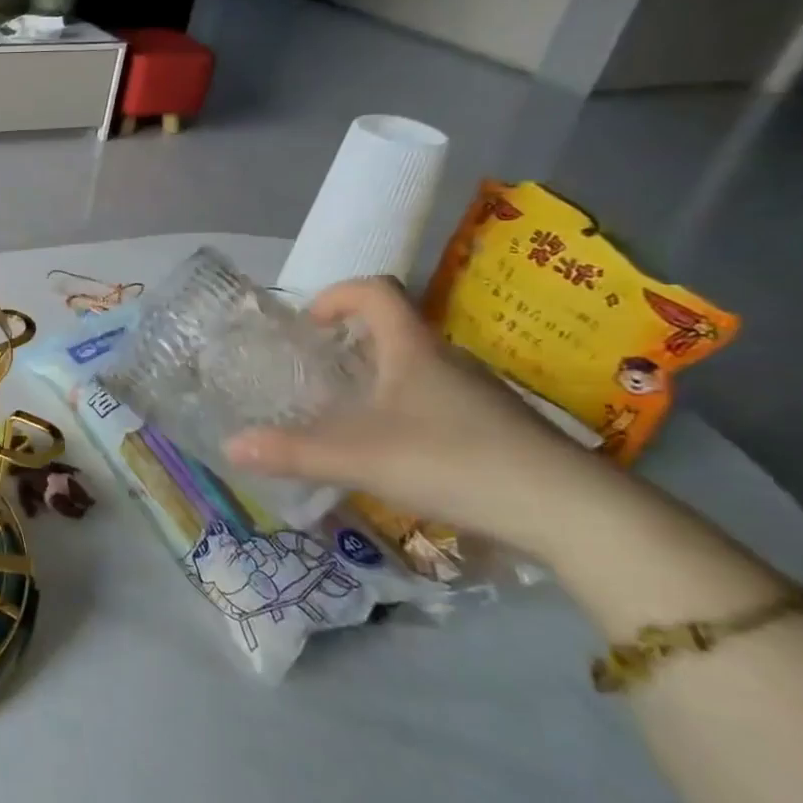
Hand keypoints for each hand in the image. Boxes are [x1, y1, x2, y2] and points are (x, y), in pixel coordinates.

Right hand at [225, 278, 595, 552]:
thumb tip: (229, 445)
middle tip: (317, 376)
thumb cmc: (455, 461)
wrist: (573, 512)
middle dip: (350, 345)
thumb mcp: (359, 457)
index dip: (337, 295)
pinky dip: (409, 412)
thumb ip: (292, 451)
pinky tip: (398, 454)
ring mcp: (478, 394)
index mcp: (412, 349)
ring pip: (417, 368)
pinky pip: (440, 402)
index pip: (375, 290)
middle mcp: (446, 360)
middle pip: (394, 330)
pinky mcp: (499, 428)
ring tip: (348, 417)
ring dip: (379, 380)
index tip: (309, 325)